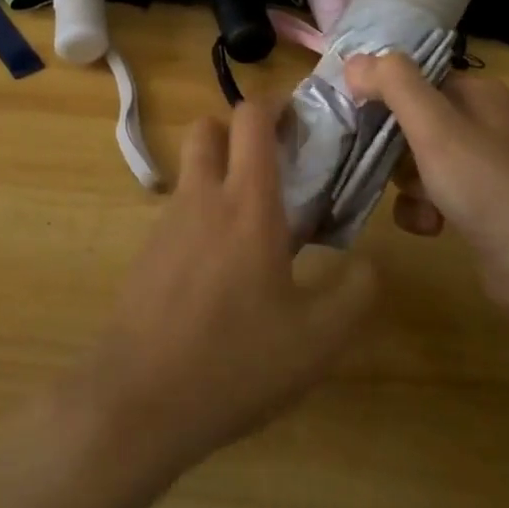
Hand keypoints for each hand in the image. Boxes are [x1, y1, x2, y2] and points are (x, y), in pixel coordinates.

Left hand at [69, 98, 376, 479]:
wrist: (136, 403)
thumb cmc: (235, 361)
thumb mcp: (318, 340)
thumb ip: (356, 293)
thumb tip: (372, 262)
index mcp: (246, 201)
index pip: (252, 118)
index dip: (276, 104)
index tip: (301, 119)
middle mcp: (201, 197)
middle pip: (208, 127)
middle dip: (239, 130)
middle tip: (275, 164)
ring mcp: (166, 223)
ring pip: (191, 170)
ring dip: (220, 173)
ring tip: (256, 225)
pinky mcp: (146, 254)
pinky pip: (179, 211)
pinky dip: (203, 214)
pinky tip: (223, 271)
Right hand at [344, 53, 508, 305]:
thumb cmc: (486, 185)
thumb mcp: (434, 127)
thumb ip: (393, 85)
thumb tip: (353, 61)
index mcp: (477, 92)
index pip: (414, 77)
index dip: (381, 93)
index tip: (354, 116)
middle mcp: (483, 122)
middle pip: (412, 121)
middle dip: (392, 147)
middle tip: (383, 164)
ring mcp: (484, 166)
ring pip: (418, 161)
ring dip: (406, 183)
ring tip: (417, 200)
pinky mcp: (481, 205)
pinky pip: (433, 195)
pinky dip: (423, 209)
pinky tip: (430, 226)